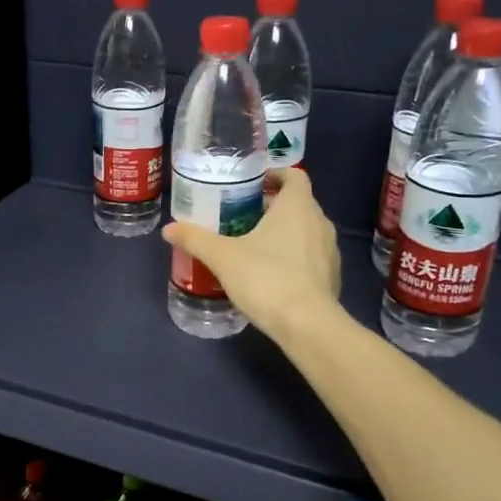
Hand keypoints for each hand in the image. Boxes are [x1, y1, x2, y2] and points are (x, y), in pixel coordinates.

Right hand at [161, 169, 343, 344]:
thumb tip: (169, 229)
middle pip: (298, 203)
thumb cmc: (266, 278)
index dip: (275, 175)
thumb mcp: (223, 257)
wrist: (307, 325)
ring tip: (253, 244)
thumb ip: (196, 239)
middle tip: (241, 214)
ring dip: (283, 232)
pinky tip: (270, 273)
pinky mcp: (332, 277)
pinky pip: (310, 256)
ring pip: (305, 230)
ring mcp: (330, 251)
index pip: (294, 175)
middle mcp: (320, 222)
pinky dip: (293, 256)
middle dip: (272, 206)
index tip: (252, 183)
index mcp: (298, 206)